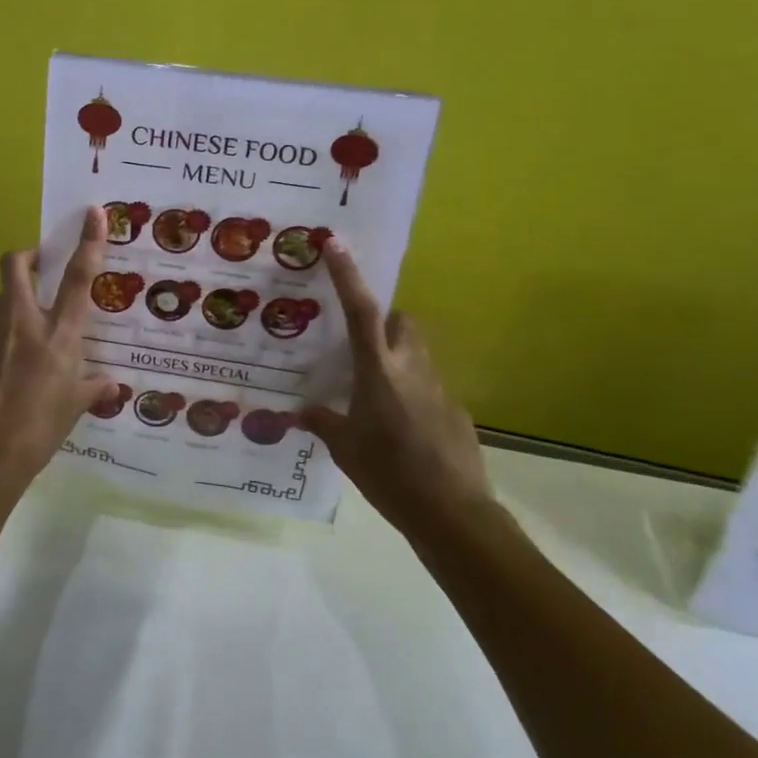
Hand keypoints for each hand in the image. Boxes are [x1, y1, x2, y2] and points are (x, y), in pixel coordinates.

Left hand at [0, 206, 120, 489]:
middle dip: (27, 255)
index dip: (87, 242)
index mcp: (59, 336)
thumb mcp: (75, 408)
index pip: (78, 279)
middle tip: (43, 264)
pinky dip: (10, 337)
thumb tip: (112, 385)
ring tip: (36, 322)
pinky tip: (18, 367)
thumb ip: (93, 389)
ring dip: (18, 297)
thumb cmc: (41, 430)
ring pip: (3, 298)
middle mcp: (25, 326)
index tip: (93, 213)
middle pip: (16, 267)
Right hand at [298, 239, 492, 539]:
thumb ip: (324, 423)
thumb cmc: (389, 475)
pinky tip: (402, 427)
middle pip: (401, 322)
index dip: (348, 275)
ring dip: (397, 356)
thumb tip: (300, 413)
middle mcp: (411, 368)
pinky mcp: (456, 410)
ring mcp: (439, 388)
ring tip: (376, 390)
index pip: (361, 310)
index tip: (336, 243)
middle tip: (359, 345)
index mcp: (378, 371)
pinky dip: (413, 392)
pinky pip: (429, 386)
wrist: (452, 513)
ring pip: (417, 352)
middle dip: (382, 320)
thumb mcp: (345, 449)